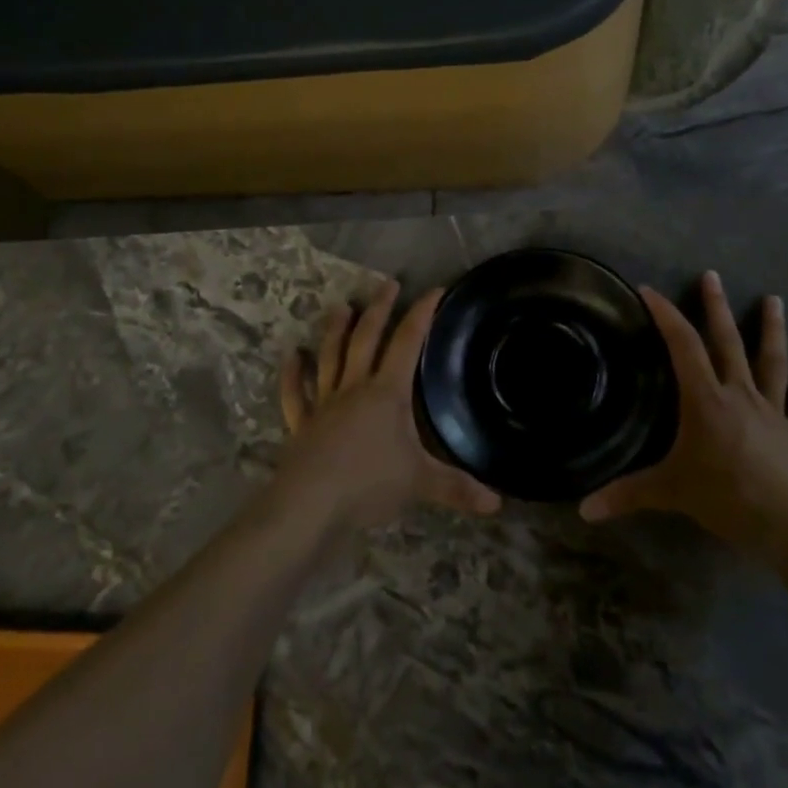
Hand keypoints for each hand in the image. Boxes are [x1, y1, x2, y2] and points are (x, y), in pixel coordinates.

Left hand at [274, 280, 501, 531]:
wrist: (311, 504)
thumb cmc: (369, 483)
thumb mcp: (420, 483)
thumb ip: (457, 488)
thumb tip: (497, 503)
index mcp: (387, 393)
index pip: (407, 343)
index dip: (422, 314)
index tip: (434, 290)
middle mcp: (354, 388)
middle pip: (366, 340)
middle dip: (379, 310)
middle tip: (387, 284)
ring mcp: (323, 404)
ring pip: (330, 358)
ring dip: (335, 331)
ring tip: (340, 306)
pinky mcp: (301, 425)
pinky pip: (295, 395)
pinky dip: (292, 375)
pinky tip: (291, 356)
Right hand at [579, 272, 787, 565]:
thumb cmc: (726, 499)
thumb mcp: (670, 492)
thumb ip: (626, 495)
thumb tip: (583, 510)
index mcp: (706, 400)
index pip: (683, 347)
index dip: (666, 316)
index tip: (650, 291)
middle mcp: (739, 394)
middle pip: (727, 342)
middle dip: (716, 308)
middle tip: (712, 276)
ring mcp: (772, 410)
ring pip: (771, 361)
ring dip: (771, 330)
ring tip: (774, 300)